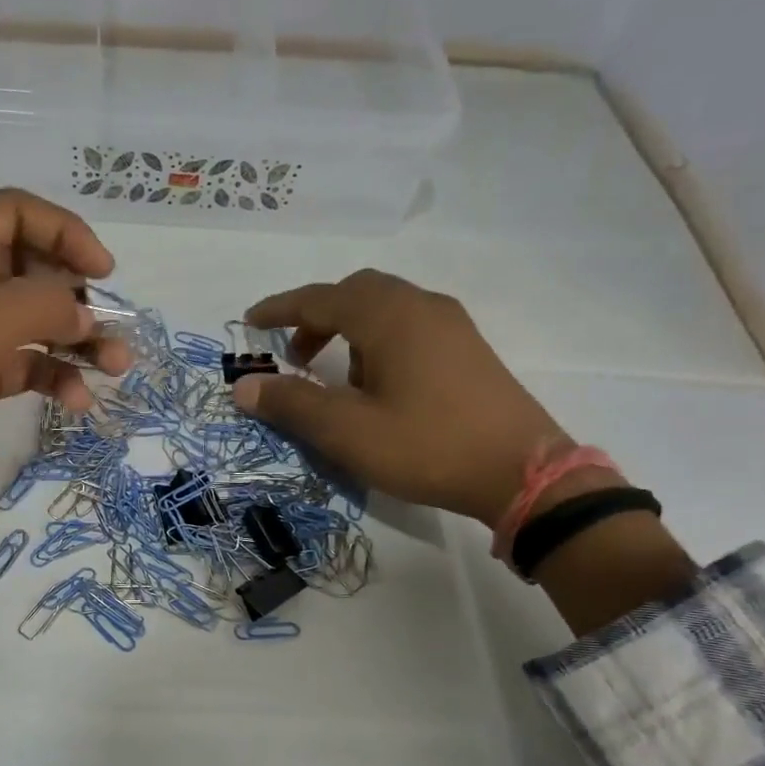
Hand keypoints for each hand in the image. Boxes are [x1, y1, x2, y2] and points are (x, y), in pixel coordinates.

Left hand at [0, 190, 129, 601]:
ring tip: (114, 368)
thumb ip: (32, 307)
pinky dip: (52, 375)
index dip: (63, 233)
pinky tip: (77, 401)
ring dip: (75, 339)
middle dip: (76, 294)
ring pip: (31, 320)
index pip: (11, 215)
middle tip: (112, 334)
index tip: (104, 273)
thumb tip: (82, 309)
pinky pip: (22, 364)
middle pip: (28, 267)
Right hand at [231, 270, 567, 527]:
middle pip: (356, 293)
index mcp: (389, 317)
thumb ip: (292, 404)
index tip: (251, 322)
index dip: (281, 309)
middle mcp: (421, 307)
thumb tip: (243, 385)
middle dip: (317, 318)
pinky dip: (378, 342)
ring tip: (334, 379)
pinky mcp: (468, 348)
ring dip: (348, 331)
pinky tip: (378, 387)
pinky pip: (410, 326)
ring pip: (385, 309)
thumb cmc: (426, 446)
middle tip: (293, 356)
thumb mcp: (347, 432)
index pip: (321, 298)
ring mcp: (451, 326)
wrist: (521, 473)